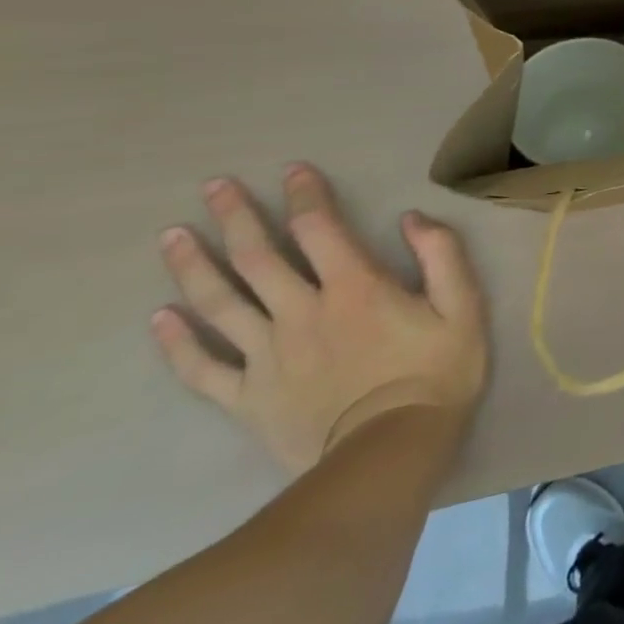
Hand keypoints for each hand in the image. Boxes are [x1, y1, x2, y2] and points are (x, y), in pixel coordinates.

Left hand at [150, 165, 488, 474]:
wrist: (390, 453)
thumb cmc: (436, 372)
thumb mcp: (463, 306)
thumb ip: (442, 256)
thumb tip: (411, 217)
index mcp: (354, 287)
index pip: (319, 228)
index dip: (304, 195)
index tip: (291, 170)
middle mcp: (302, 312)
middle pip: (258, 257)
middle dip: (236, 217)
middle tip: (213, 186)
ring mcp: (268, 356)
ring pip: (220, 304)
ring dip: (194, 267)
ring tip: (171, 237)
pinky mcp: (247, 398)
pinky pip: (203, 368)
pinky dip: (178, 342)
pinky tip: (160, 318)